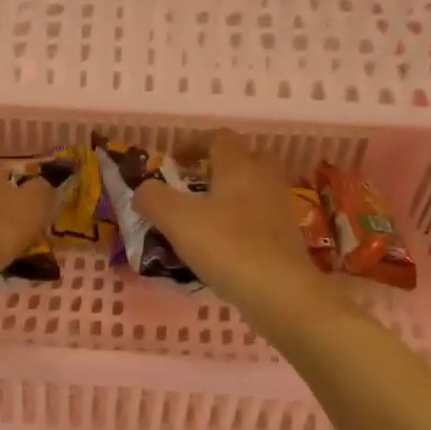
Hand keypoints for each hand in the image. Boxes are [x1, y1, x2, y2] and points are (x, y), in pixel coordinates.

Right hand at [134, 131, 330, 316]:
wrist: (280, 291)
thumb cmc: (226, 245)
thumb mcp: (176, 219)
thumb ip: (153, 199)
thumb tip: (143, 190)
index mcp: (238, 167)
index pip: (220, 138)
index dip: (195, 143)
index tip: (174, 159)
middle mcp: (264, 180)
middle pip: (248, 158)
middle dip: (223, 165)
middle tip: (198, 182)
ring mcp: (280, 210)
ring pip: (257, 189)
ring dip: (233, 195)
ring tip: (207, 217)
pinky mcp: (288, 239)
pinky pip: (262, 219)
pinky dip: (243, 223)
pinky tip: (224, 245)